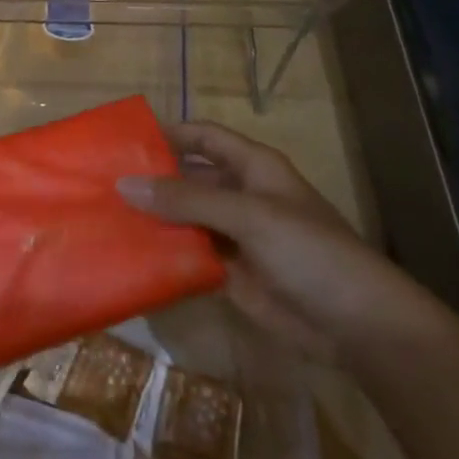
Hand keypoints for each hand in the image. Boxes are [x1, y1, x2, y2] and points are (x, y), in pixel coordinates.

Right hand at [117, 122, 422, 359]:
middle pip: (189, 177)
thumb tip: (124, 184)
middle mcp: (240, 195)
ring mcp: (235, 235)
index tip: (123, 141)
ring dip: (153, 217)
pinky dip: (165, 253)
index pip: (203, 137)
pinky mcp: (230, 272)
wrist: (357, 325)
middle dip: (152, 179)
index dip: (169, 133)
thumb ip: (186, 200)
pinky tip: (129, 253)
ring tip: (104, 216)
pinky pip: (190, 254)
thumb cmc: (309, 252)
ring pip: (185, 217)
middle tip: (101, 182)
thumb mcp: (248, 215)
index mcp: (253, 168)